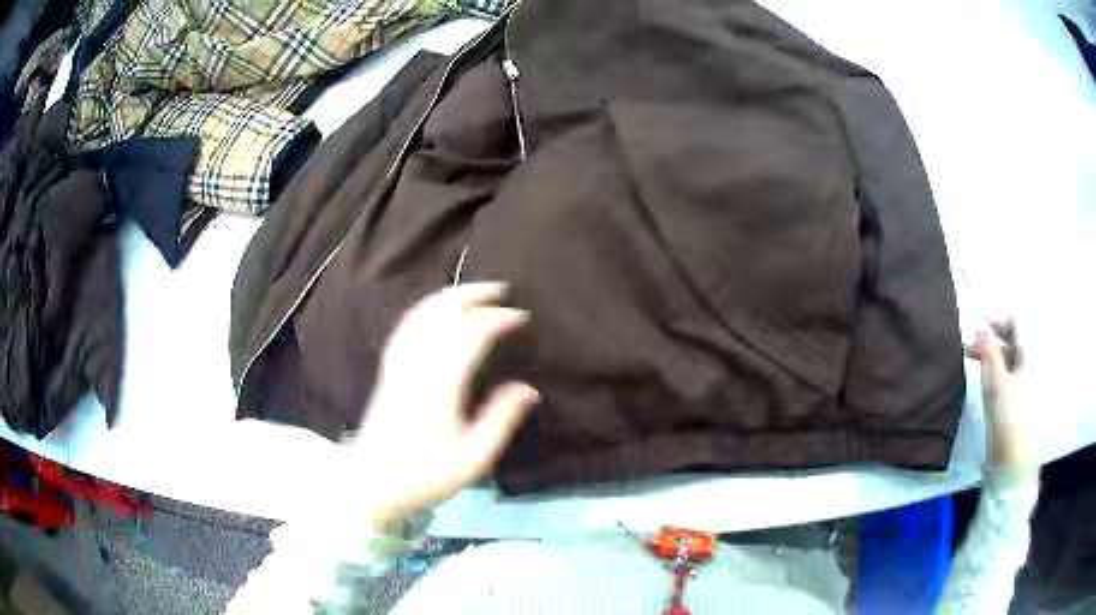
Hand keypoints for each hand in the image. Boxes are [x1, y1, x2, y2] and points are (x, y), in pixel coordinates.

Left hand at [352, 283, 538, 529]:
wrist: (372, 484)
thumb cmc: (425, 476)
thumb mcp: (473, 458)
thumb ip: (500, 419)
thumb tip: (528, 389)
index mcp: (440, 384)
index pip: (470, 334)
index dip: (497, 319)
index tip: (520, 318)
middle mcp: (416, 365)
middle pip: (442, 313)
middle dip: (472, 295)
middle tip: (500, 290)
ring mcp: (398, 365)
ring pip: (421, 315)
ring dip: (447, 297)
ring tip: (471, 292)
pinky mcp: (388, 372)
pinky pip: (405, 327)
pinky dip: (423, 310)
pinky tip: (433, 311)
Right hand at [967, 320, 1036, 477]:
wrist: (1015, 464)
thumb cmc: (1009, 420)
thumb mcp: (996, 384)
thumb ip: (988, 352)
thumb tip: (979, 326)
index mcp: (1031, 353)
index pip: (1015, 320)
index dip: (995, 317)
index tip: (975, 322)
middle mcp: (1032, 361)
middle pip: (1013, 336)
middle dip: (991, 335)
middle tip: (969, 342)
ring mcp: (1027, 380)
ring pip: (1009, 354)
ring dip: (991, 352)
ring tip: (971, 357)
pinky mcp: (1020, 398)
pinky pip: (1009, 371)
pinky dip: (996, 367)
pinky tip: (983, 375)